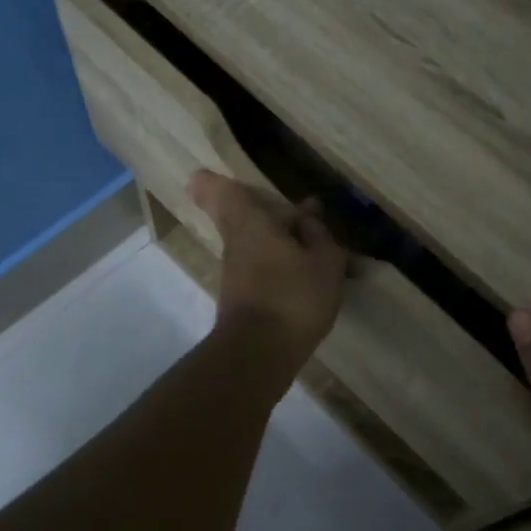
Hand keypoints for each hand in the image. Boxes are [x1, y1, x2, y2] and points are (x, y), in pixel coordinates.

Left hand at [186, 171, 346, 376]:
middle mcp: (236, 244)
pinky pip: (261, 271)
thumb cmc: (293, 296)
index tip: (204, 175)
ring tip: (319, 252)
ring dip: (279, 244)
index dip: (214, 182)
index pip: (223, 193)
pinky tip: (308, 280)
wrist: (259, 354)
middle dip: (264, 215)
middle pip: (239, 219)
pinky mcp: (242, 300)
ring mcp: (236, 274)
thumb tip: (307, 217)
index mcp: (251, 223)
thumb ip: (318, 235)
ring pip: (254, 246)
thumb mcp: (325, 262)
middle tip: (301, 218)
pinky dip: (281, 269)